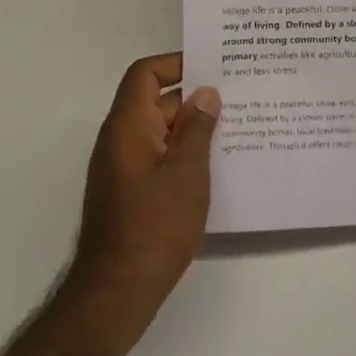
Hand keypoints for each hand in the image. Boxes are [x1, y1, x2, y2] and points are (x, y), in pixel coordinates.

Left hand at [68, 53, 219, 336]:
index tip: (214, 67)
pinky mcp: (130, 192)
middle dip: (194, 98)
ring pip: (160, 132)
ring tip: (236, 130)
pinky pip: (158, 157)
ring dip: (192, 129)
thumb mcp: (186, 173)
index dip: (176, 63)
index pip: (145, 74)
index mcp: (128, 125)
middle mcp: (120, 140)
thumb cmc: (154, 226)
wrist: (117, 291)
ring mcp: (123, 168)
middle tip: (239, 98)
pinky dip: (183, 154)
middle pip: (155, 101)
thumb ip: (197, 129)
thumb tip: (205, 93)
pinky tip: (216, 167)